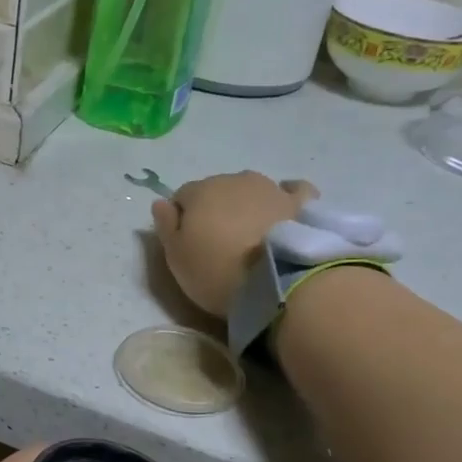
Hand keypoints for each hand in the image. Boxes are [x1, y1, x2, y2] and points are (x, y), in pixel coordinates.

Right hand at [152, 172, 317, 318]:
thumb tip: (160, 202)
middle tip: (218, 243)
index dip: (182, 219)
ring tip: (250, 234)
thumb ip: (166, 226)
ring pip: (251, 189)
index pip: (182, 196)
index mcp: (200, 192)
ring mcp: (271, 188)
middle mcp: (235, 180)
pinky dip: (284, 197)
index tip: (187, 243)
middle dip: (215, 210)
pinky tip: (283, 209)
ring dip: (246, 205)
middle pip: (217, 190)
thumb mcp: (176, 257)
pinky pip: (292, 191)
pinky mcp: (301, 203)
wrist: (277, 281)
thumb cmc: (216, 271)